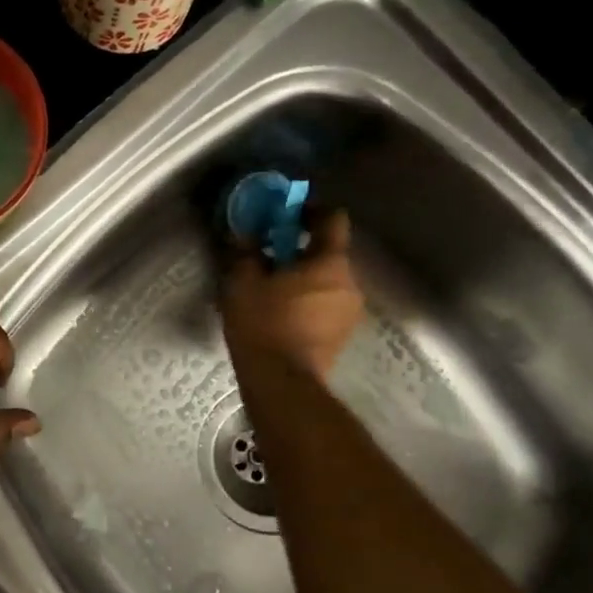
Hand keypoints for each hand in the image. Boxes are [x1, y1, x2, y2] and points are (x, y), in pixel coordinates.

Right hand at [221, 211, 362, 380]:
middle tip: (269, 258)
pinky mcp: (342, 336)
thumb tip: (244, 234)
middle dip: (301, 251)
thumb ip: (245, 252)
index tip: (287, 215)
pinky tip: (281, 316)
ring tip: (272, 291)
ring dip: (304, 279)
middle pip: (329, 253)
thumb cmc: (263, 324)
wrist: (282, 382)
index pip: (333, 219)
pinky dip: (307, 303)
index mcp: (330, 262)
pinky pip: (325, 306)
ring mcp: (350, 312)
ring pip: (327, 282)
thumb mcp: (242, 282)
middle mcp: (350, 282)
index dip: (311, 210)